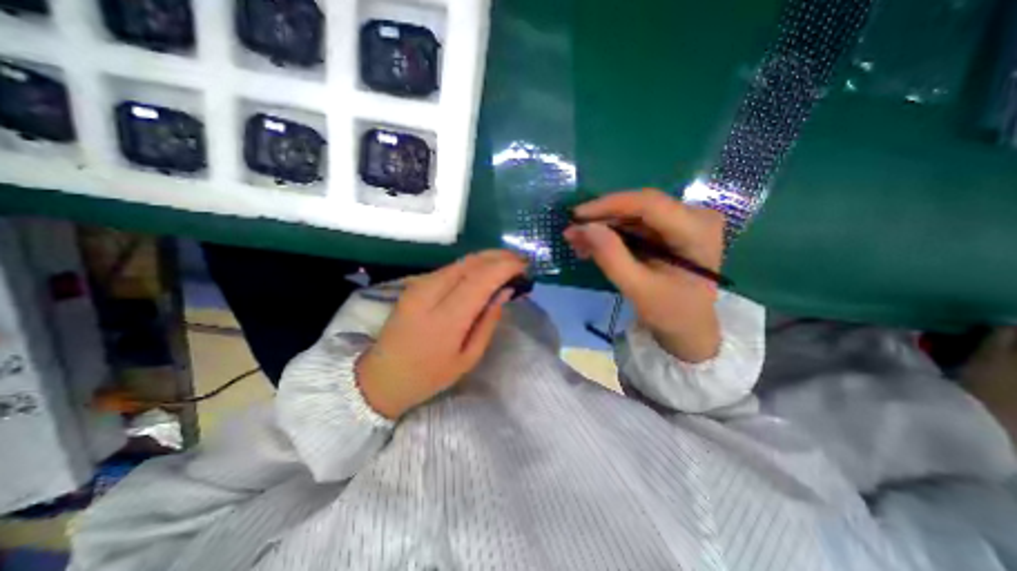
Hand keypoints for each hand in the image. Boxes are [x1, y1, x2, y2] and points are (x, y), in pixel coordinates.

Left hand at [356, 250, 529, 419]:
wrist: (382, 376)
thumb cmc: (429, 375)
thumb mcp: (468, 358)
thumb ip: (488, 321)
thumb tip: (505, 291)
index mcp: (446, 319)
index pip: (481, 279)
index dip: (505, 267)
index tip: (525, 267)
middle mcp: (430, 293)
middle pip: (471, 263)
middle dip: (500, 256)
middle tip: (521, 261)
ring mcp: (419, 285)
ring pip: (461, 261)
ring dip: (487, 258)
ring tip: (508, 263)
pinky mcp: (415, 283)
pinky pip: (451, 267)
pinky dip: (473, 264)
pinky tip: (485, 270)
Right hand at [565, 189, 722, 364]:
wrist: (690, 327)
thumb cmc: (671, 313)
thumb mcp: (638, 289)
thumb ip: (611, 257)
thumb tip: (583, 227)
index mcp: (697, 230)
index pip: (648, 204)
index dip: (609, 205)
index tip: (576, 216)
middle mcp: (694, 216)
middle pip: (639, 206)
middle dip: (602, 219)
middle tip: (572, 233)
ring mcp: (683, 221)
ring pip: (633, 214)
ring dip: (603, 227)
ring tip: (578, 243)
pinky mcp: (670, 229)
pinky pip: (635, 224)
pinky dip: (612, 234)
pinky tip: (593, 246)